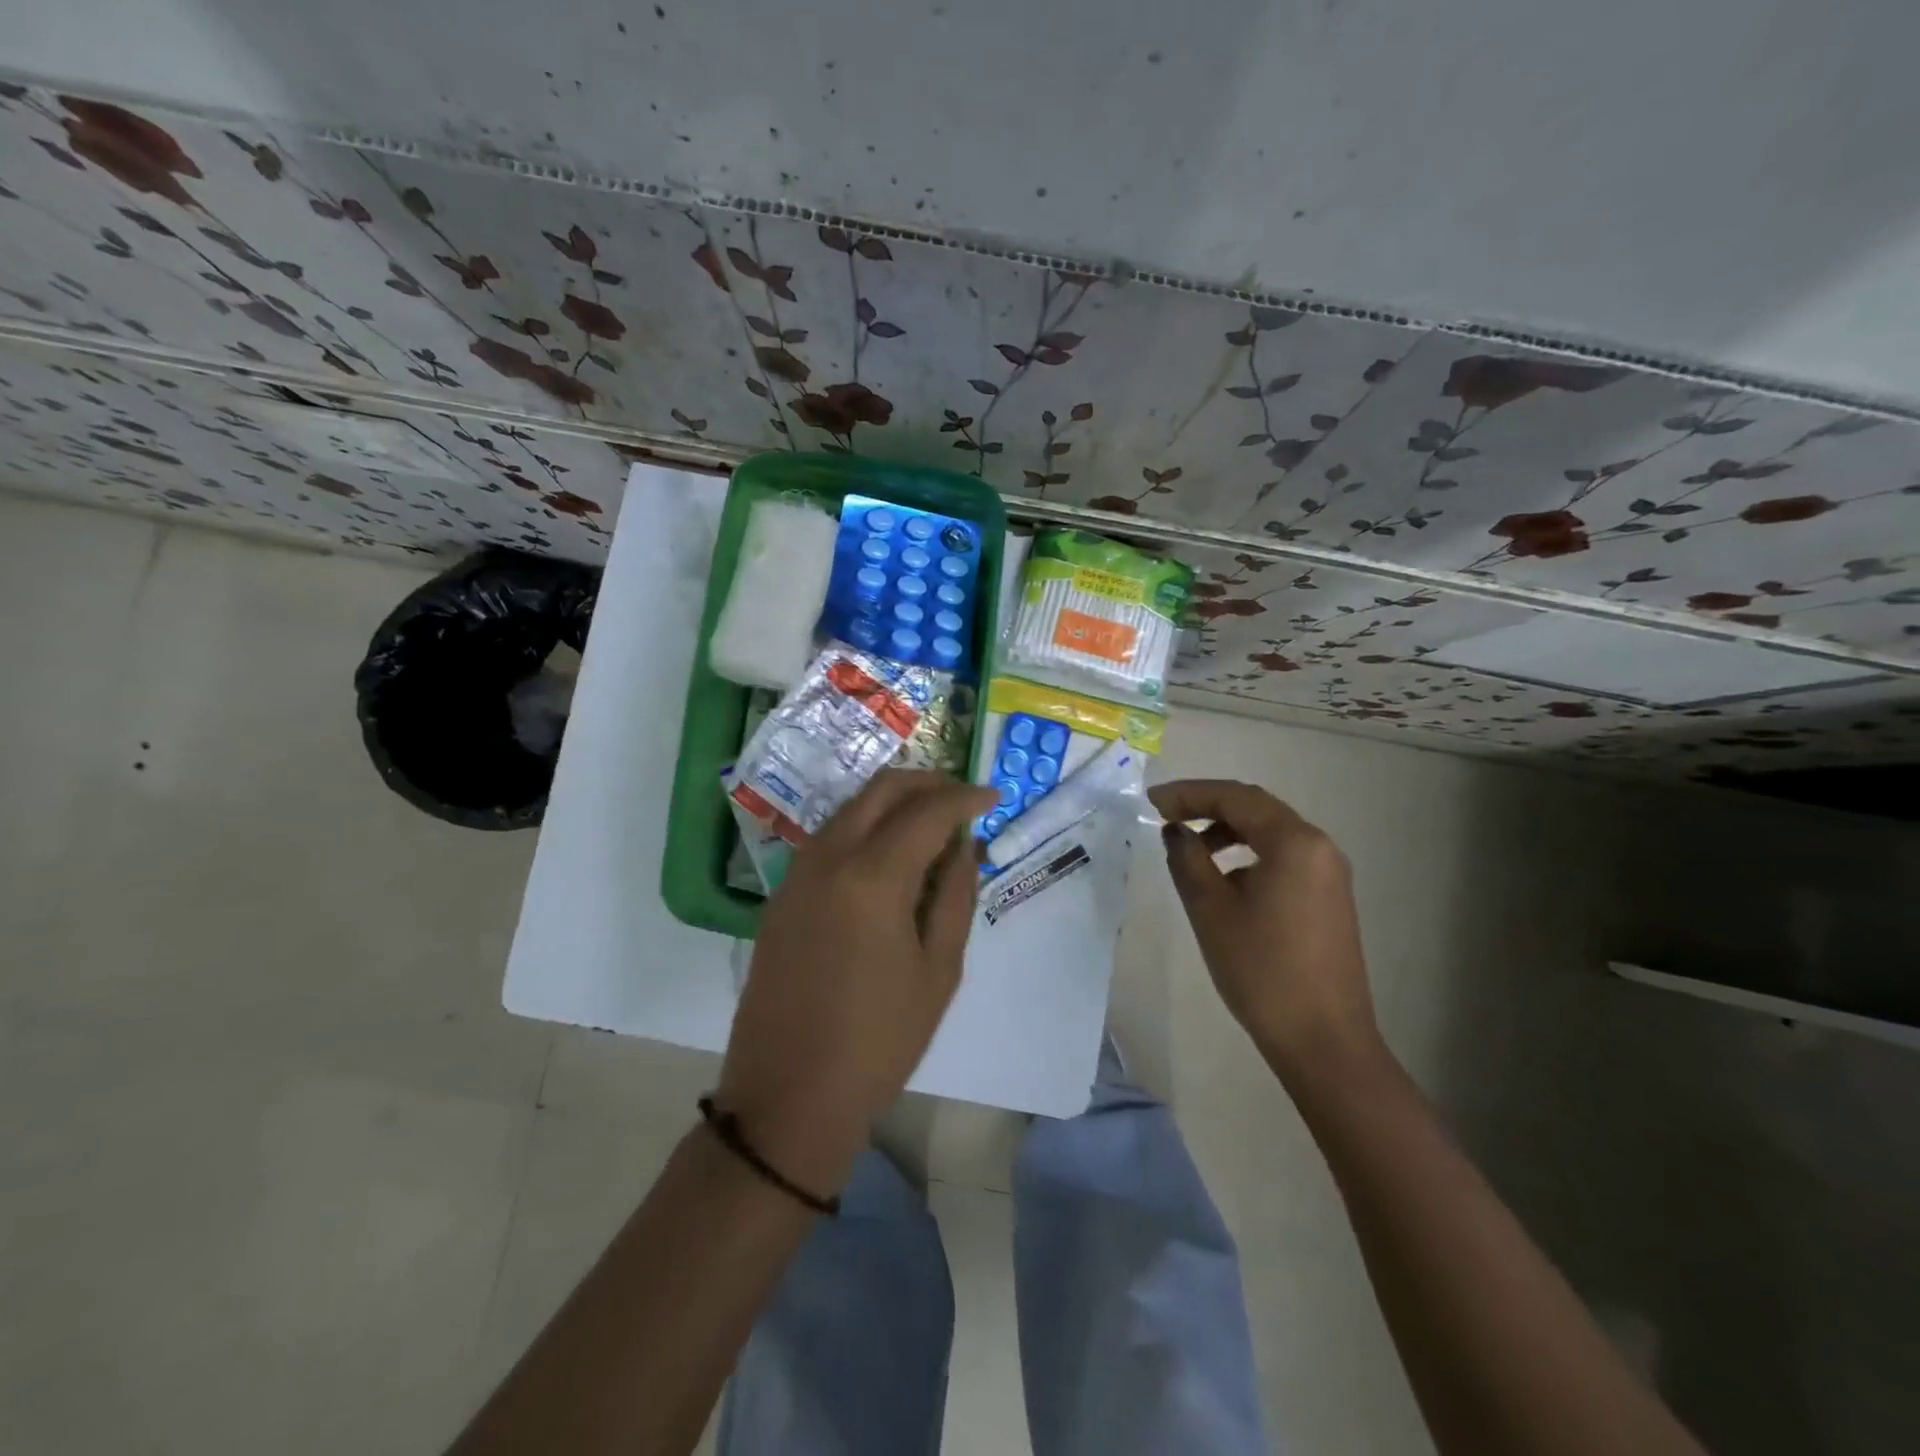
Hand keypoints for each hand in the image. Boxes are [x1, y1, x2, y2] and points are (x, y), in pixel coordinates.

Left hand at [717, 770, 996, 1194]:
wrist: (787, 1094)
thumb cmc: (878, 1040)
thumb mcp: (939, 971)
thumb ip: (955, 895)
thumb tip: (962, 846)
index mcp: (873, 876)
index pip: (927, 811)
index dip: (965, 797)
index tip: (993, 796)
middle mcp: (828, 858)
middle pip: (881, 789)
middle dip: (927, 782)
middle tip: (962, 798)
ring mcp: (798, 873)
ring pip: (851, 807)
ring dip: (893, 801)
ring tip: (931, 822)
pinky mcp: (782, 894)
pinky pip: (829, 837)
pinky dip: (864, 826)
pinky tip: (888, 853)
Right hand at [1149, 780, 1380, 1079]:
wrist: (1323, 1040)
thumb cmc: (1262, 970)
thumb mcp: (1211, 910)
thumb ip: (1188, 859)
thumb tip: (1176, 831)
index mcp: (1295, 842)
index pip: (1236, 798)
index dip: (1189, 793)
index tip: (1151, 801)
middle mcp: (1319, 847)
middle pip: (1257, 809)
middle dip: (1208, 806)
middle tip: (1165, 814)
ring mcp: (1329, 874)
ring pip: (1271, 833)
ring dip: (1228, 831)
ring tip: (1189, 848)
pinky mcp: (1329, 898)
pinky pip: (1284, 858)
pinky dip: (1249, 854)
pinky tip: (1224, 879)